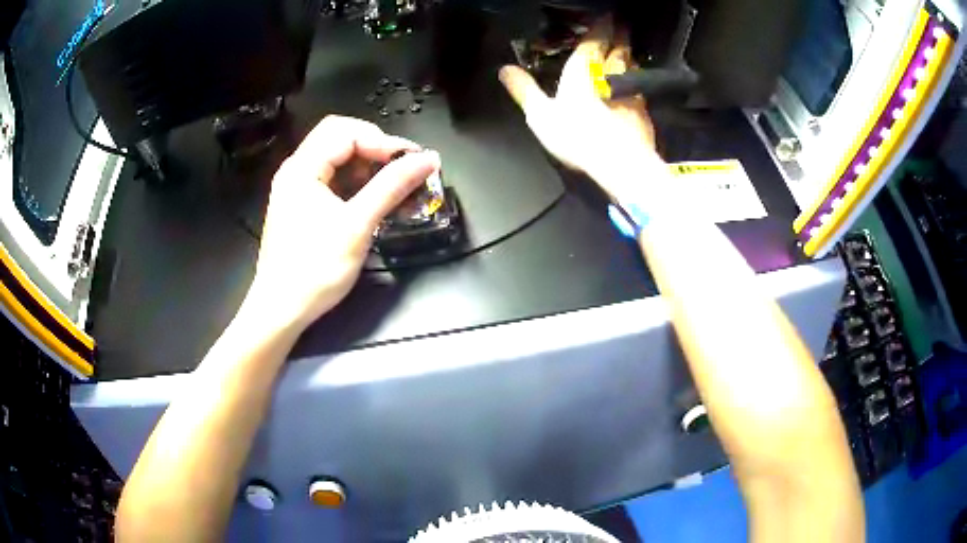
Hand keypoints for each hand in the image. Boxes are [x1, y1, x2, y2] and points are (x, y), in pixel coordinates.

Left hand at [243, 116, 439, 332]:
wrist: (281, 310)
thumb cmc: (314, 270)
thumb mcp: (357, 226)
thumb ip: (392, 186)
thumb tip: (428, 159)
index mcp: (302, 168)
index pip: (347, 133)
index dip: (383, 141)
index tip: (413, 161)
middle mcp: (296, 170)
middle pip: (339, 137)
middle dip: (374, 147)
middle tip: (402, 167)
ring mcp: (296, 188)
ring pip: (336, 158)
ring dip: (367, 165)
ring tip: (393, 184)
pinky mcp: (301, 205)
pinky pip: (331, 179)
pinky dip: (355, 182)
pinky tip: (373, 198)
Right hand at [499, 21, 659, 198]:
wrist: (620, 163)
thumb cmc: (577, 134)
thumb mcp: (540, 114)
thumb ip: (524, 89)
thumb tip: (504, 69)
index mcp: (585, 67)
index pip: (596, 38)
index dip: (602, 24)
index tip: (607, 14)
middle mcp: (613, 73)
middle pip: (621, 48)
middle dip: (621, 35)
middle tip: (622, 26)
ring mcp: (634, 91)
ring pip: (633, 67)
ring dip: (630, 58)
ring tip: (627, 54)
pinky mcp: (646, 112)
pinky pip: (641, 89)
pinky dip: (637, 84)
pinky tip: (634, 90)